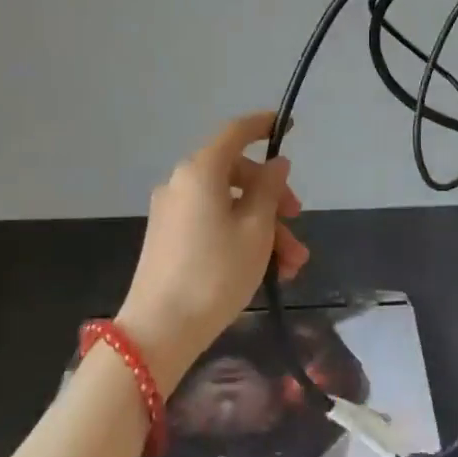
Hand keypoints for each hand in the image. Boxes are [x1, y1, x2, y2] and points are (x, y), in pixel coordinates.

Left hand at [117, 112, 309, 394]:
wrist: (159, 331)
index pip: (235, 132)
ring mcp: (172, 211)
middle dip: (273, 199)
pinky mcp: (168, 238)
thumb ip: (269, 190)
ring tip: (291, 266)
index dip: (263, 125)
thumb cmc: (215, 273)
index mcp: (201, 171)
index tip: (287, 126)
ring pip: (228, 205)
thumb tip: (275, 164)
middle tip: (298, 223)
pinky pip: (212, 223)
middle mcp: (182, 183)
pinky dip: (240, 237)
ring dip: (263, 228)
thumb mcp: (256, 230)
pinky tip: (265, 271)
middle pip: (237, 175)